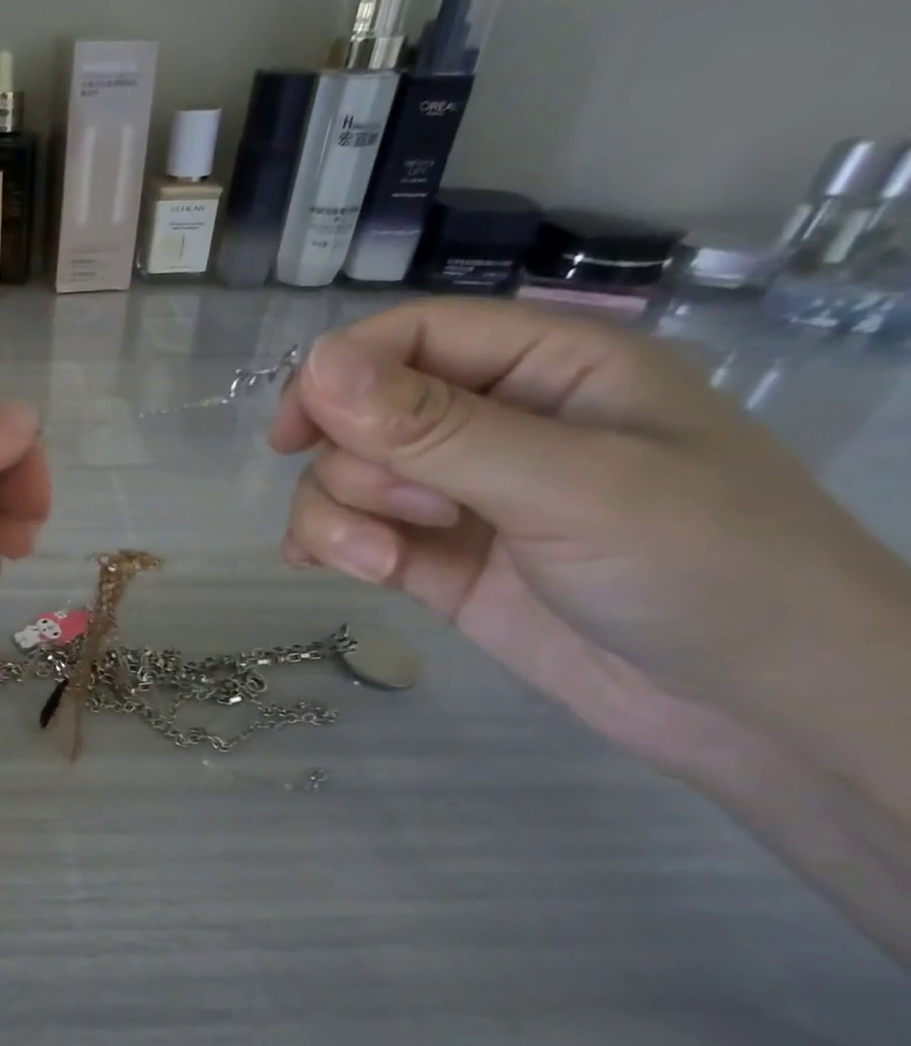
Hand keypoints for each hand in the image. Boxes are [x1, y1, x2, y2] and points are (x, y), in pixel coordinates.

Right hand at [268, 300, 910, 779]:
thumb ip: (436, 427)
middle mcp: (492, 422)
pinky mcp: (433, 558)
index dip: (338, 374)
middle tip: (415, 513)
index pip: (411, 337)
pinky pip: (350, 531)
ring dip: (340, 517)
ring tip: (387, 564)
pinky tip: (327, 566)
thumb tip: (314, 364)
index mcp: (546, 366)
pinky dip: (328, 545)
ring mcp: (456, 495)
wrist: (755, 708)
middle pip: (361, 413)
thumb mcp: (568, 485)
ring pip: (343, 476)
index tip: (291, 433)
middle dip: (358, 465)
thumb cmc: (701, 567)